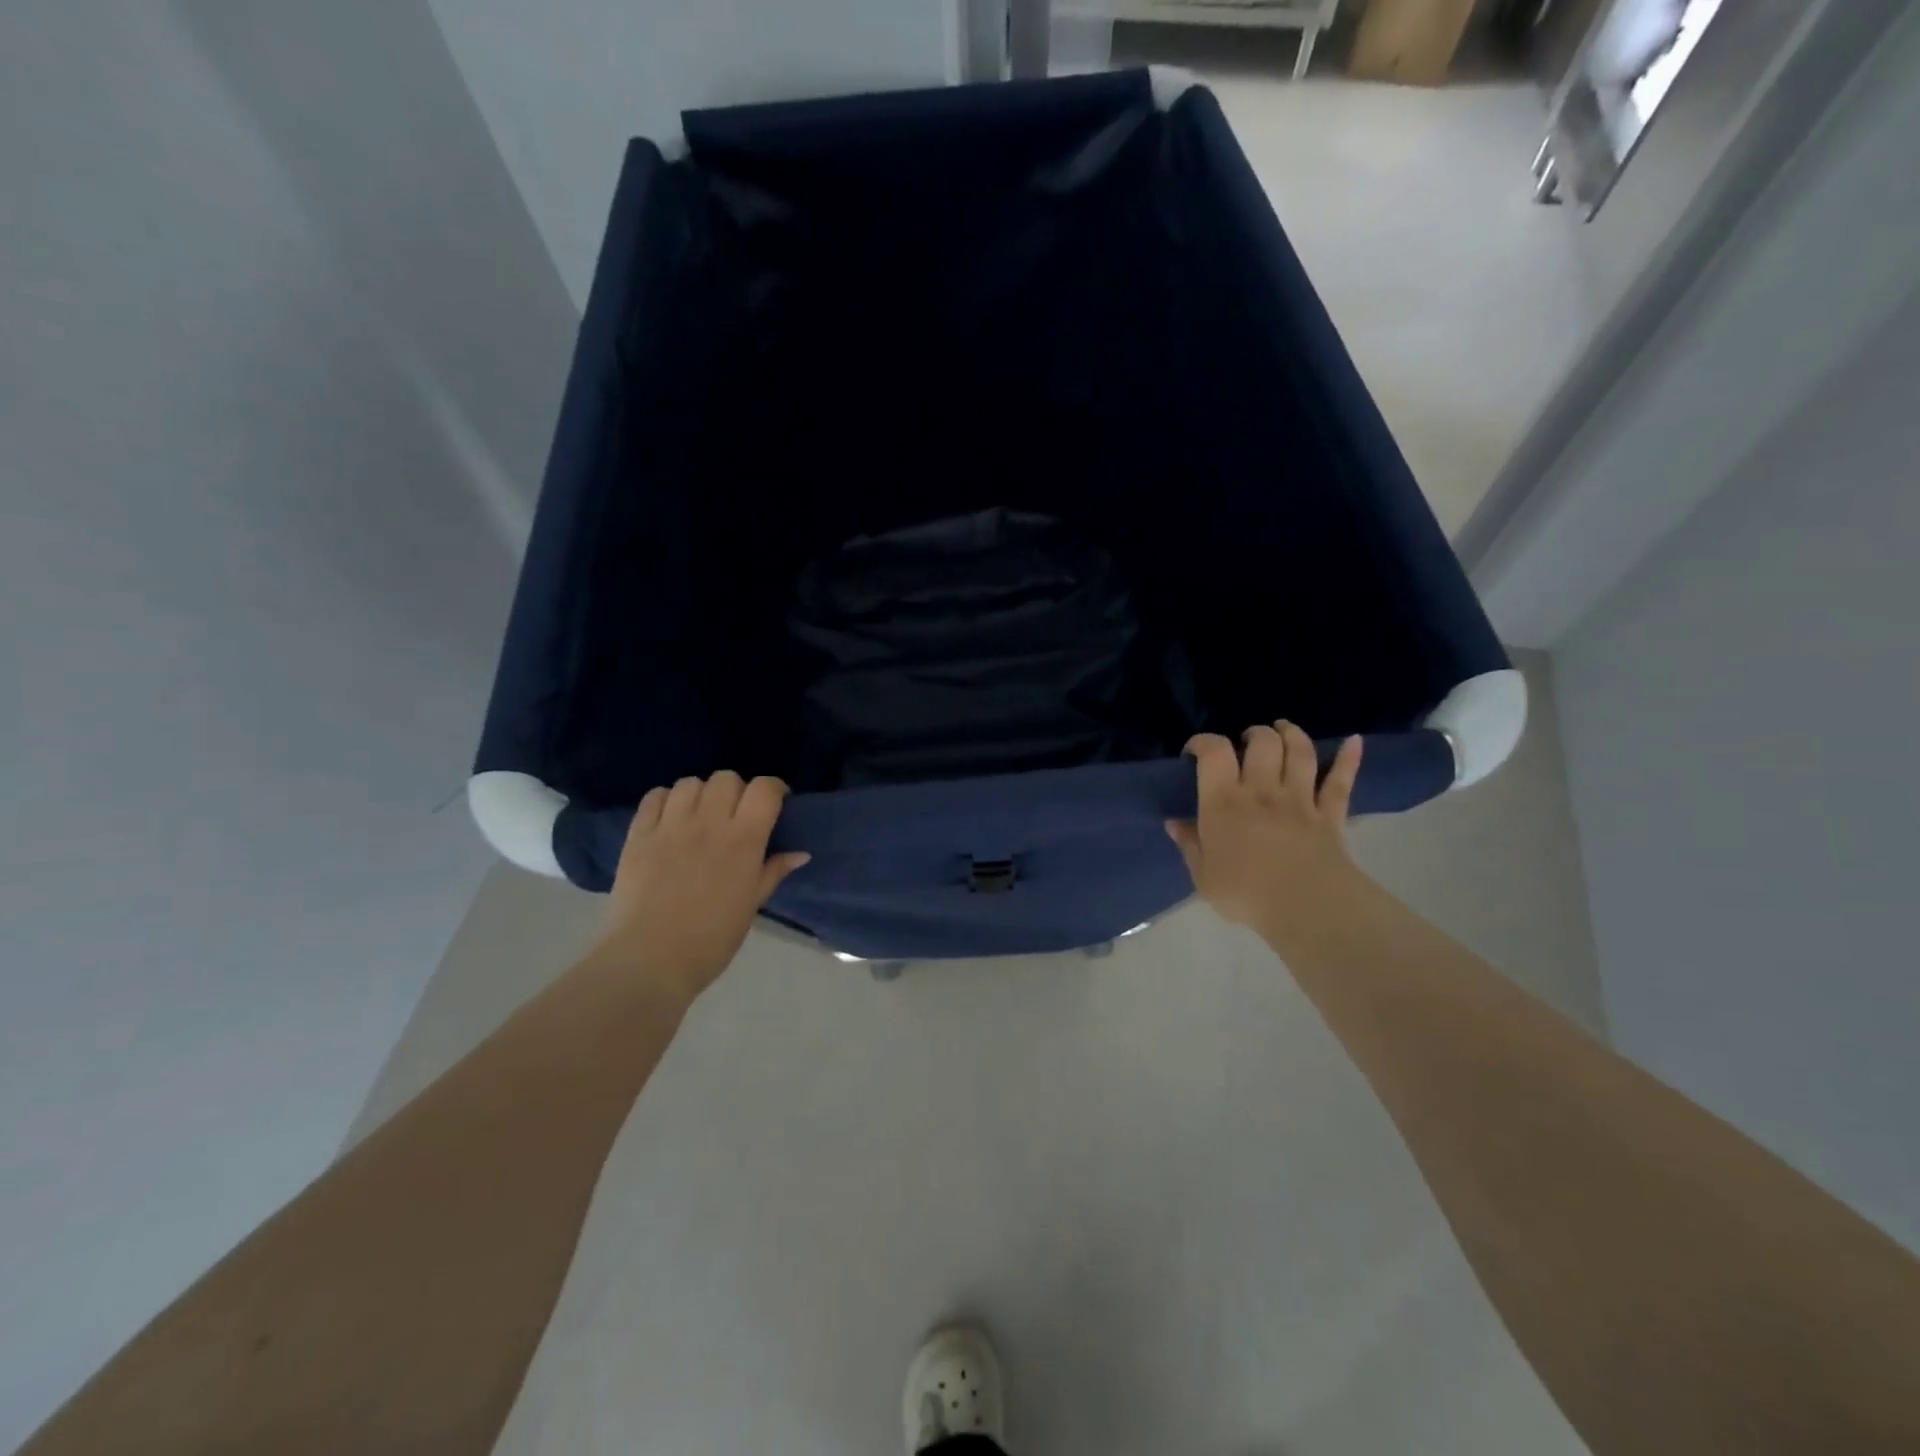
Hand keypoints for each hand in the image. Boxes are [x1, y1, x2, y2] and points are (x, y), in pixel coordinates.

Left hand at [591, 772, 810, 1006]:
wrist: (650, 959)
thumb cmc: (711, 939)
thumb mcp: (751, 906)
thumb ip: (773, 872)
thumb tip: (800, 854)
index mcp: (743, 840)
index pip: (764, 789)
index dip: (774, 789)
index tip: (775, 803)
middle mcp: (708, 822)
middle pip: (727, 778)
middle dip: (736, 791)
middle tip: (735, 814)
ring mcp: (670, 826)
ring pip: (690, 782)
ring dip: (700, 794)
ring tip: (700, 815)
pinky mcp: (638, 834)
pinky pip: (654, 796)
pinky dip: (665, 800)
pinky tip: (669, 819)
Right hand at [1167, 722, 1366, 939]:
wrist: (1306, 907)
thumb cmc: (1246, 893)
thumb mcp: (1203, 876)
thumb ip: (1190, 845)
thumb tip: (1174, 823)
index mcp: (1224, 802)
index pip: (1214, 753)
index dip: (1203, 742)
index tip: (1195, 752)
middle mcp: (1262, 791)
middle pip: (1262, 743)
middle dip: (1253, 734)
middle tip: (1245, 742)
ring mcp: (1300, 800)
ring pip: (1299, 752)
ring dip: (1292, 734)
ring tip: (1283, 729)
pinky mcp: (1330, 815)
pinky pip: (1341, 781)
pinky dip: (1348, 759)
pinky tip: (1354, 741)